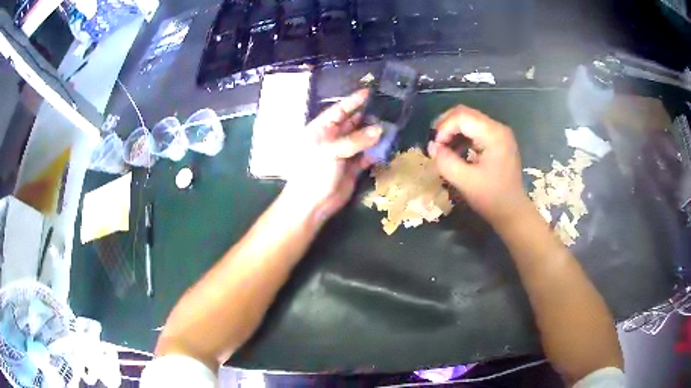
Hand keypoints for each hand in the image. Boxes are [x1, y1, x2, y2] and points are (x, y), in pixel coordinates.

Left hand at [283, 89, 381, 222]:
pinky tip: (387, 146)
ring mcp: (343, 154)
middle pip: (352, 123)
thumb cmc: (314, 172)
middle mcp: (333, 139)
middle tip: (386, 108)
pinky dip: (376, 152)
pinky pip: (367, 156)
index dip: (353, 101)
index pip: (339, 110)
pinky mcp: (352, 168)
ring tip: (391, 125)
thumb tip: (380, 130)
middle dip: (367, 116)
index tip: (368, 92)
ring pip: (362, 139)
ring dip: (374, 134)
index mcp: (321, 130)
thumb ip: (356, 140)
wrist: (312, 204)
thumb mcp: (332, 151)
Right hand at [428, 105, 526, 224]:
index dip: (443, 129)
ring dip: (452, 131)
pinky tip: (454, 151)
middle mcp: (498, 127)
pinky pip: (474, 129)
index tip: (435, 149)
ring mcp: (498, 133)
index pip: (462, 117)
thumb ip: (446, 162)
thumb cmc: (491, 198)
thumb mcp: (465, 182)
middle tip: (434, 144)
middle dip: (445, 126)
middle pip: (464, 113)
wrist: (512, 212)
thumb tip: (432, 147)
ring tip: (442, 148)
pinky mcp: (497, 140)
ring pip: (468, 119)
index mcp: (494, 134)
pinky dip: (461, 136)